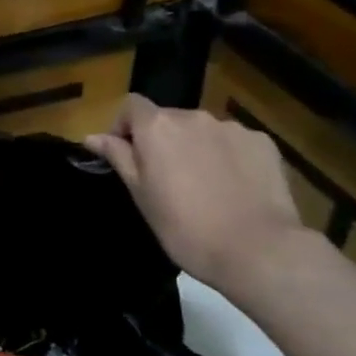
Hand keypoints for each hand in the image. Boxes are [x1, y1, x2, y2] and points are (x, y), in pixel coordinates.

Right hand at [86, 98, 310, 292]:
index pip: (131, 105)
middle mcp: (193, 116)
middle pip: (168, 118)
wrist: (257, 250)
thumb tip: (92, 137)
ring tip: (204, 186)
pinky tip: (234, 187)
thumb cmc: (184, 227)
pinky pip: (234, 142)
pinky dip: (228, 156)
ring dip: (196, 147)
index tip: (126, 156)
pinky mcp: (263, 143)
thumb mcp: (140, 195)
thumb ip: (118, 157)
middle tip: (166, 180)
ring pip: (202, 131)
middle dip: (162, 141)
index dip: (124, 126)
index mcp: (158, 127)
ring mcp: (232, 127)